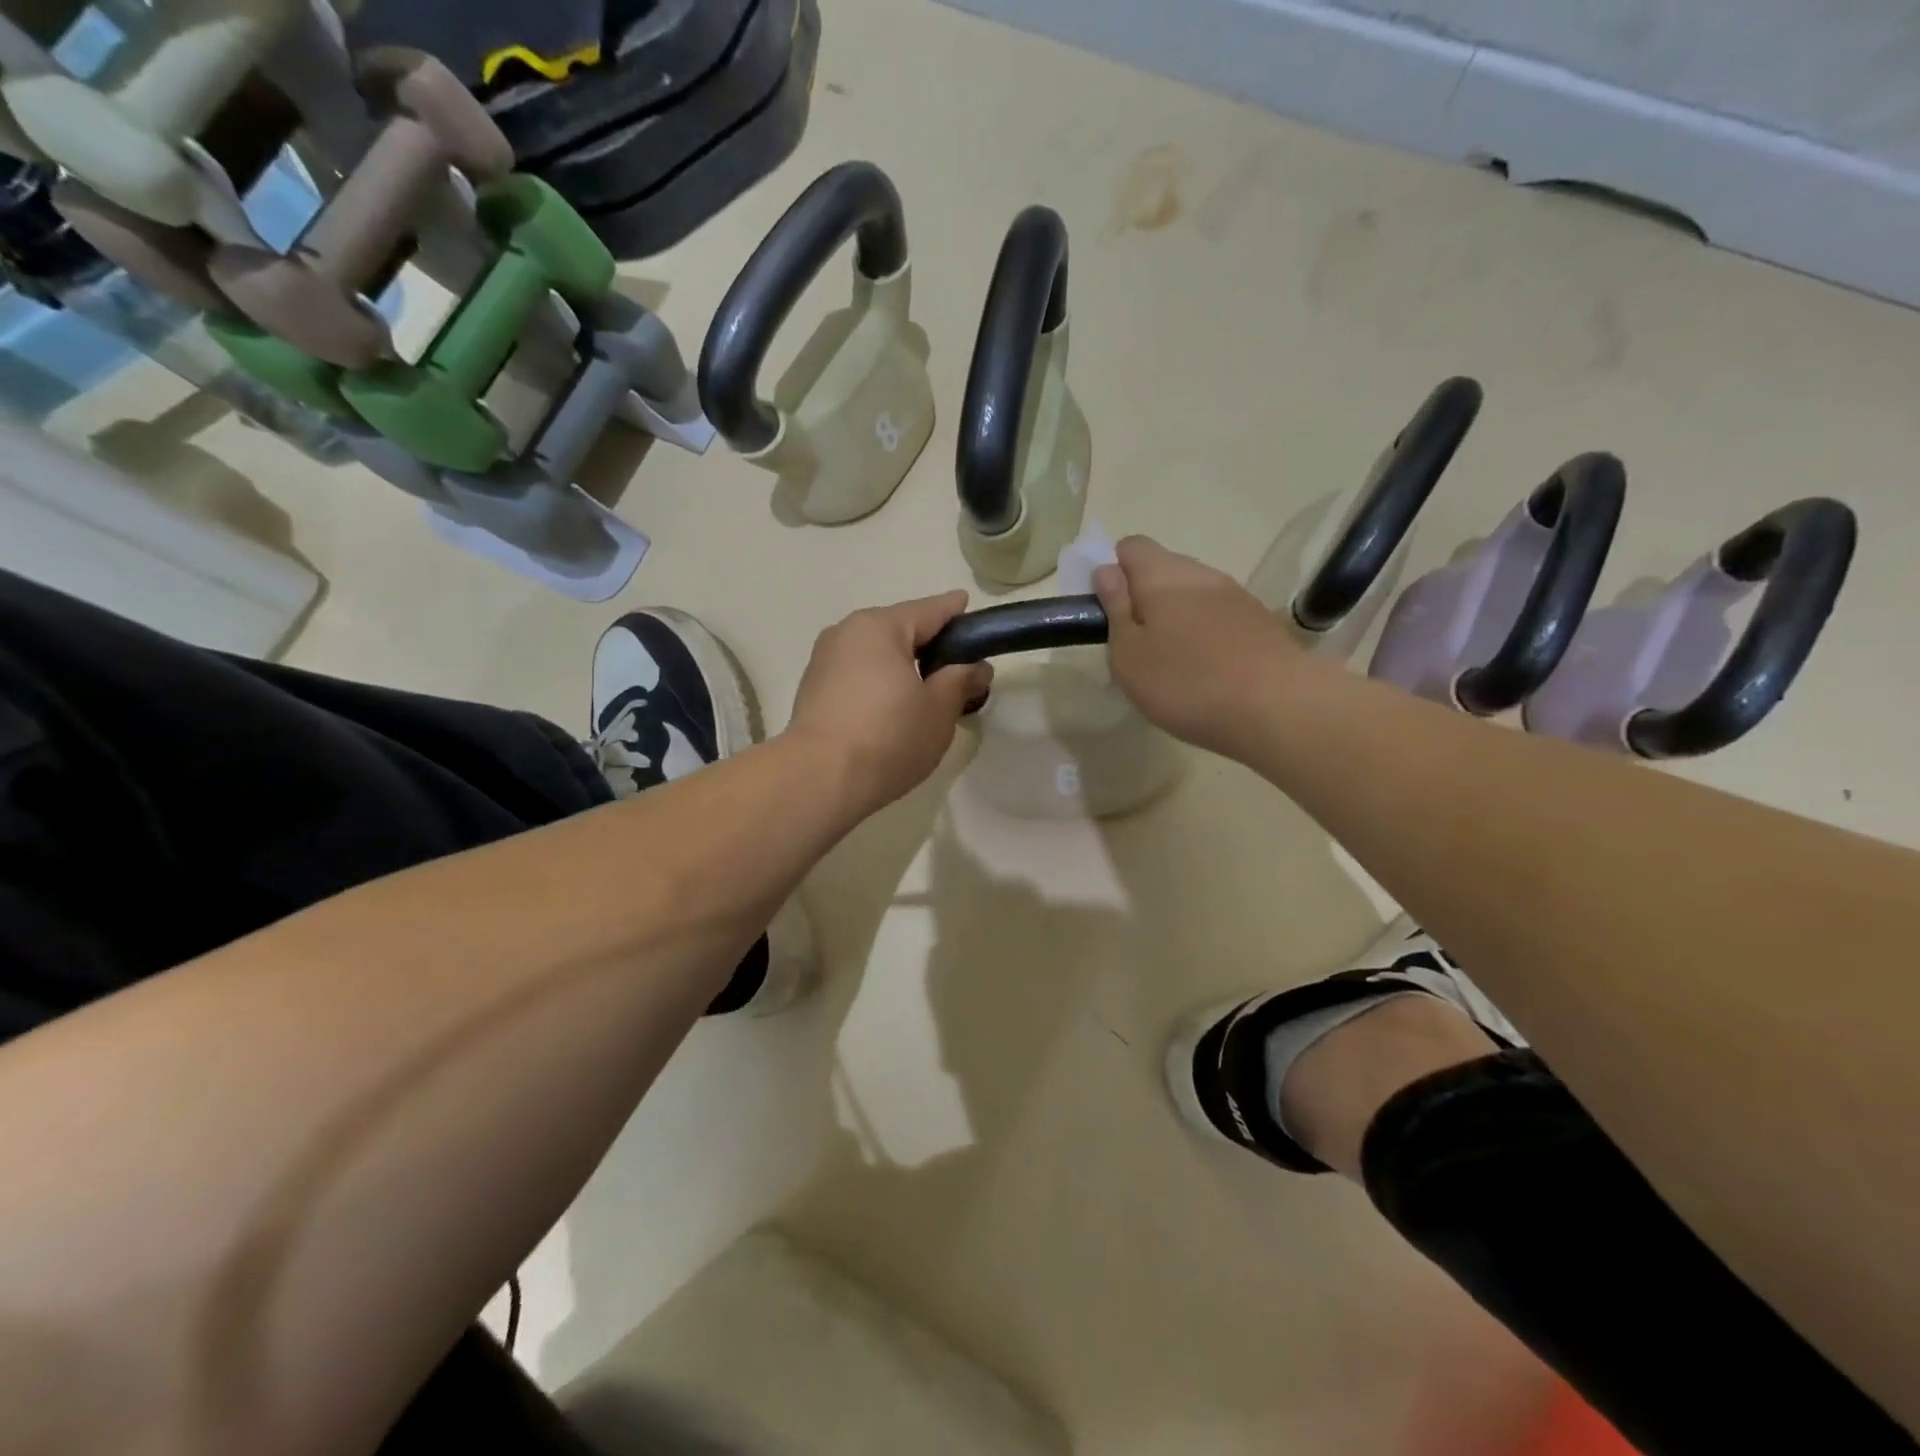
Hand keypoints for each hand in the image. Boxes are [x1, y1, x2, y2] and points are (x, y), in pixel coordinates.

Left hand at [787, 591, 993, 813]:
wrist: (819, 780)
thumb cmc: (888, 737)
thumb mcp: (939, 710)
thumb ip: (961, 680)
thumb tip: (976, 667)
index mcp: (880, 626)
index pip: (930, 610)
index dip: (957, 614)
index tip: (975, 617)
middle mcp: (847, 632)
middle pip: (899, 630)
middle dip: (929, 645)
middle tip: (958, 670)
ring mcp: (824, 660)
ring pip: (875, 654)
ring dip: (901, 666)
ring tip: (926, 693)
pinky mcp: (812, 690)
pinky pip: (857, 675)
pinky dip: (878, 683)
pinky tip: (892, 708)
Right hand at [1094, 536, 1306, 760]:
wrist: (1279, 708)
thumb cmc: (1186, 683)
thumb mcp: (1129, 656)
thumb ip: (1115, 610)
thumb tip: (1107, 571)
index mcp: (1162, 575)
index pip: (1130, 546)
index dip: (1112, 572)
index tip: (1107, 612)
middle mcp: (1201, 573)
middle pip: (1163, 569)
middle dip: (1143, 598)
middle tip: (1135, 646)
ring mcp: (1236, 595)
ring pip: (1192, 594)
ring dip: (1175, 618)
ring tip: (1171, 664)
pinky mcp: (1260, 620)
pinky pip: (1218, 616)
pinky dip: (1204, 634)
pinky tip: (1205, 672)